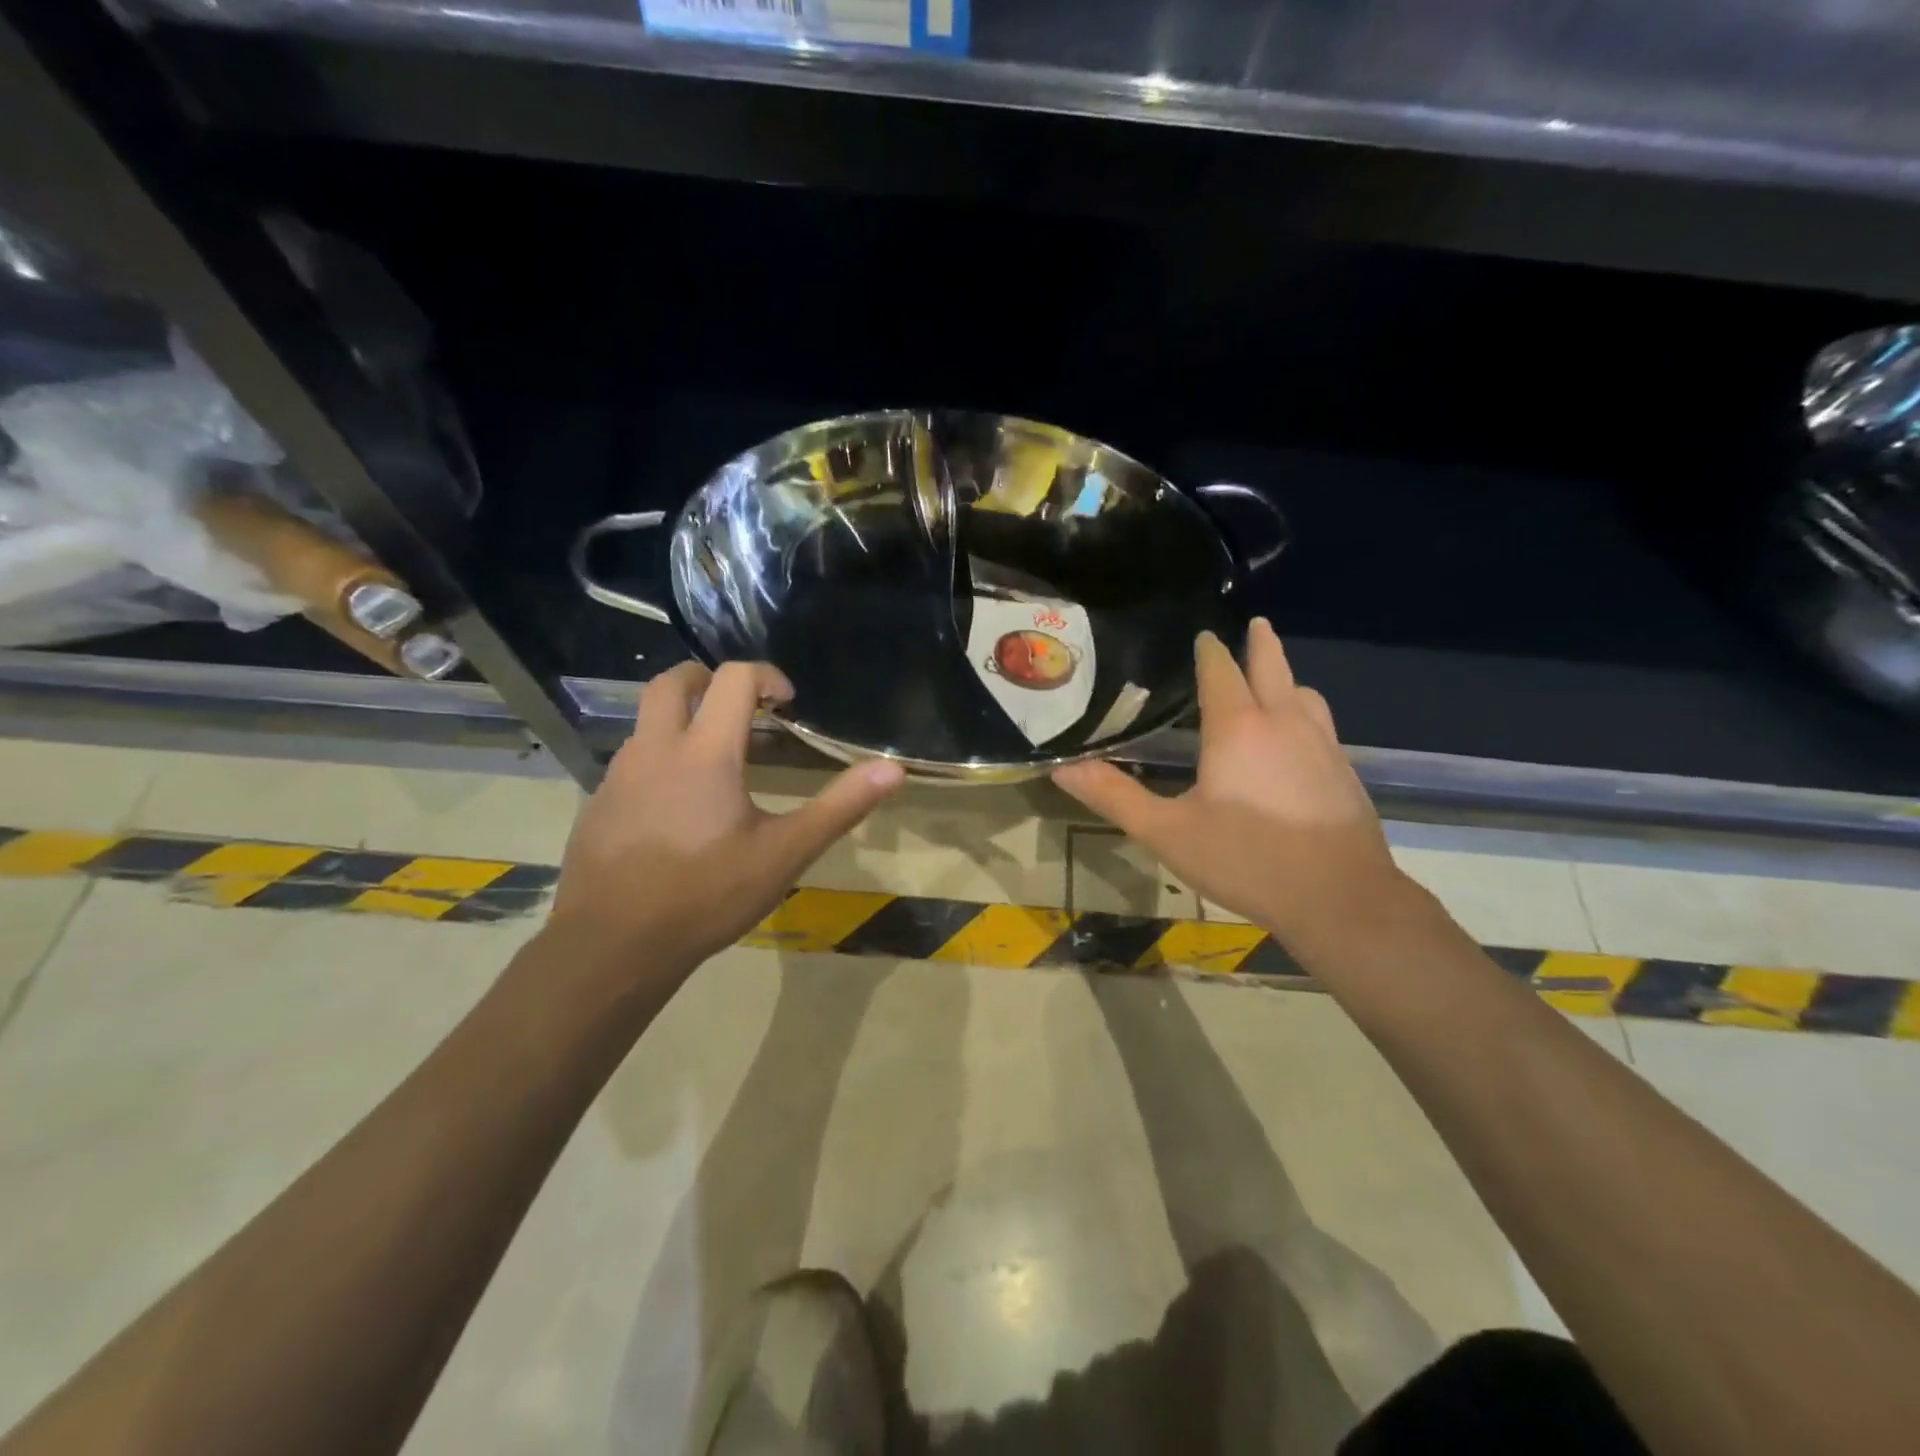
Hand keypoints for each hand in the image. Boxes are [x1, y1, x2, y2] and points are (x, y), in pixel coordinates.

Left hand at [548, 661, 904, 985]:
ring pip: (647, 722)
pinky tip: (680, 810)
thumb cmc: (707, 895)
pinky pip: (632, 762)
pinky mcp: (598, 804)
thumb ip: (840, 807)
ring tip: (718, 763)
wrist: (613, 946)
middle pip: (672, 681)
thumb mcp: (785, 854)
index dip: (766, 676)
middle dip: (709, 679)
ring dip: (683, 721)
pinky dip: (661, 760)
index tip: (788, 703)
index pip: (733, 678)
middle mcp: (655, 749)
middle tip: (742, 708)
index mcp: (705, 752)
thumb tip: (894, 770)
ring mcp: (618, 776)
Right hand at [1053, 619, 1409, 950]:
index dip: (1209, 652)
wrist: (1339, 899)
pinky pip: (1321, 725)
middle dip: (1261, 644)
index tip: (1202, 636)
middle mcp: (1283, 723)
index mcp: (1237, 728)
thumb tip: (1063, 768)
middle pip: (1273, 668)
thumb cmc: (1245, 859)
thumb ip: (1114, 796)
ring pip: (1305, 695)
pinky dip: (1304, 714)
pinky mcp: (1345, 773)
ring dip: (1287, 680)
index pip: (1221, 672)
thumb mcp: (1166, 832)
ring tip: (1274, 682)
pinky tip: (1296, 742)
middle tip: (1256, 624)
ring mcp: (1322, 746)